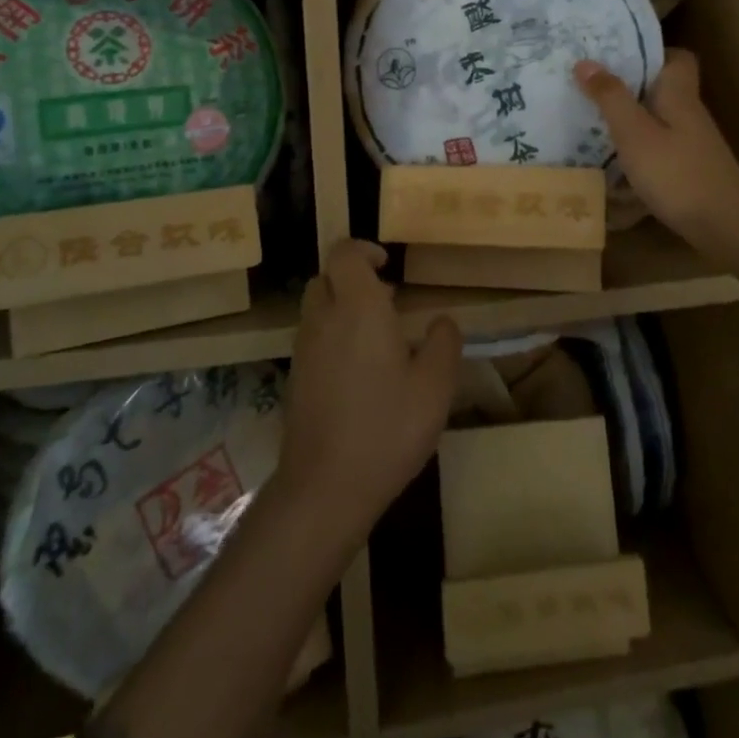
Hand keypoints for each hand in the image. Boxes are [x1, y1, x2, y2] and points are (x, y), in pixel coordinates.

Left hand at [276, 239, 461, 549]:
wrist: (326, 487)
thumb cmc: (387, 428)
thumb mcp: (435, 386)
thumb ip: (443, 343)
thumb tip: (442, 321)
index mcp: (358, 308)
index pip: (344, 253)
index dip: (363, 250)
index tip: (388, 267)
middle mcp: (323, 319)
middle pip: (326, 278)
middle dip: (352, 279)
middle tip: (386, 301)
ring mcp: (303, 350)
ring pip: (316, 308)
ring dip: (342, 308)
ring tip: (378, 338)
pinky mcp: (295, 378)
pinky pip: (312, 338)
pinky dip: (332, 337)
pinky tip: (360, 373)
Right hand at [575, 49, 738, 241]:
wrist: (725, 226)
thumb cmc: (677, 173)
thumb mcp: (635, 133)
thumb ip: (610, 97)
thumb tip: (585, 61)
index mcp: (679, 96)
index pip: (678, 58)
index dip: (651, 52)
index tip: (616, 55)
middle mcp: (688, 115)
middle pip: (661, 90)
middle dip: (627, 87)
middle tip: (589, 87)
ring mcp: (691, 146)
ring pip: (657, 121)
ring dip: (628, 121)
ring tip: (590, 122)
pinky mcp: (688, 171)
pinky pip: (657, 150)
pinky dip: (636, 152)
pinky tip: (612, 165)